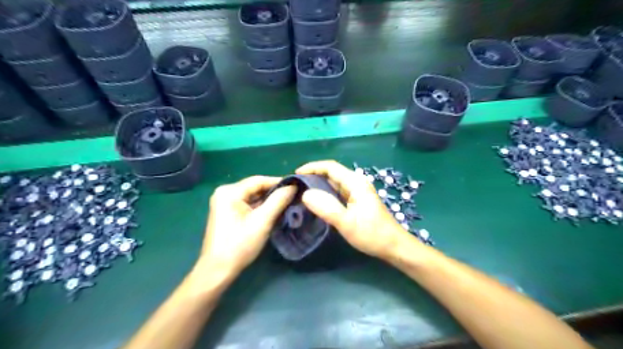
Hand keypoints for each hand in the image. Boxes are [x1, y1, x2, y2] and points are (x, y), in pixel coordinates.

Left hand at [201, 177, 294, 275]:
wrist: (218, 270)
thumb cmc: (240, 245)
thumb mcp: (262, 221)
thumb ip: (278, 201)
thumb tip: (293, 186)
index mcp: (229, 192)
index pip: (258, 180)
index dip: (278, 182)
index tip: (297, 186)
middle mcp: (225, 192)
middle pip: (255, 187)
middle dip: (274, 192)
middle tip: (294, 195)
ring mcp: (224, 202)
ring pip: (252, 196)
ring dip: (268, 200)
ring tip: (288, 202)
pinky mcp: (227, 212)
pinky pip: (247, 204)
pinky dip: (260, 207)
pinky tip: (274, 210)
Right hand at [295, 161, 414, 258]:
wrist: (393, 246)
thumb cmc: (372, 234)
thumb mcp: (347, 222)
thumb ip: (327, 207)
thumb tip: (306, 194)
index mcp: (355, 183)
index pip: (330, 167)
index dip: (312, 167)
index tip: (295, 175)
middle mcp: (356, 183)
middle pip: (332, 173)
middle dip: (313, 175)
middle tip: (296, 186)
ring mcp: (357, 192)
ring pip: (334, 183)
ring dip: (318, 185)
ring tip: (302, 192)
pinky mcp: (356, 201)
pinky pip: (337, 192)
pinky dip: (325, 193)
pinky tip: (316, 202)